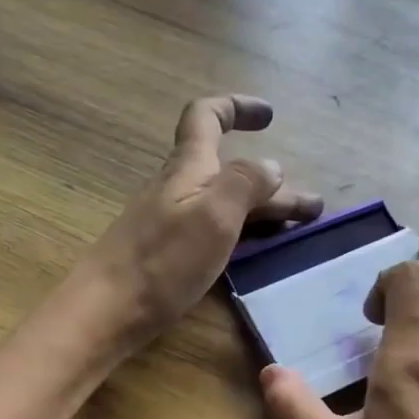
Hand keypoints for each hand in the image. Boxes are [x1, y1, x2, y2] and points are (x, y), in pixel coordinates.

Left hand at [72, 95, 322, 350]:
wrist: (106, 311)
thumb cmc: (161, 261)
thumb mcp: (213, 216)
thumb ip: (245, 183)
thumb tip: (272, 165)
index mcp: (188, 169)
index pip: (207, 116)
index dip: (236, 107)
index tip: (270, 117)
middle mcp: (179, 189)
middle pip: (230, 172)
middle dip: (273, 183)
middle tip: (313, 208)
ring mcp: (172, 223)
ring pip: (225, 204)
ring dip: (263, 210)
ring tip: (299, 230)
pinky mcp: (168, 255)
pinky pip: (214, 231)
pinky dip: (243, 232)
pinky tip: (256, 250)